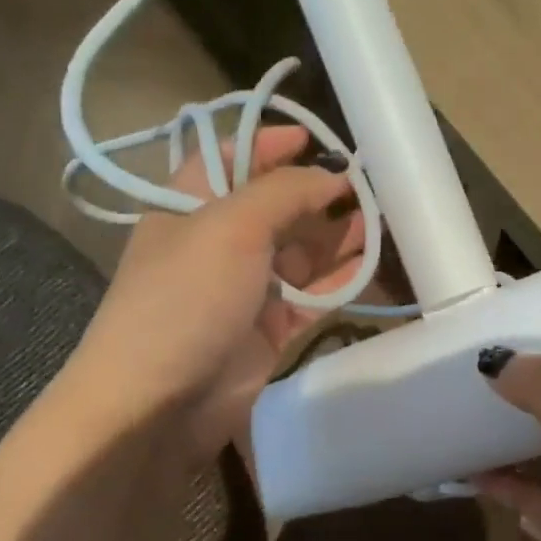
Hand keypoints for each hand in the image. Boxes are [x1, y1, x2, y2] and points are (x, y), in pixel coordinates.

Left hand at [63, 125, 362, 460]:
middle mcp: (218, 242)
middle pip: (276, 206)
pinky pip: (312, 295)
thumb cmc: (186, 298)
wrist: (159, 403)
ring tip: (381, 222)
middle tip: (368, 187)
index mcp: (190, 205)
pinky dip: (339, 280)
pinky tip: (370, 264)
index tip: (316, 138)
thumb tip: (330, 175)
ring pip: (300, 252)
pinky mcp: (269, 328)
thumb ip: (284, 192)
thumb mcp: (231, 227)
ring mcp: (245, 288)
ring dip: (336, 236)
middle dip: (317, 193)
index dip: (269, 144)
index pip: (230, 159)